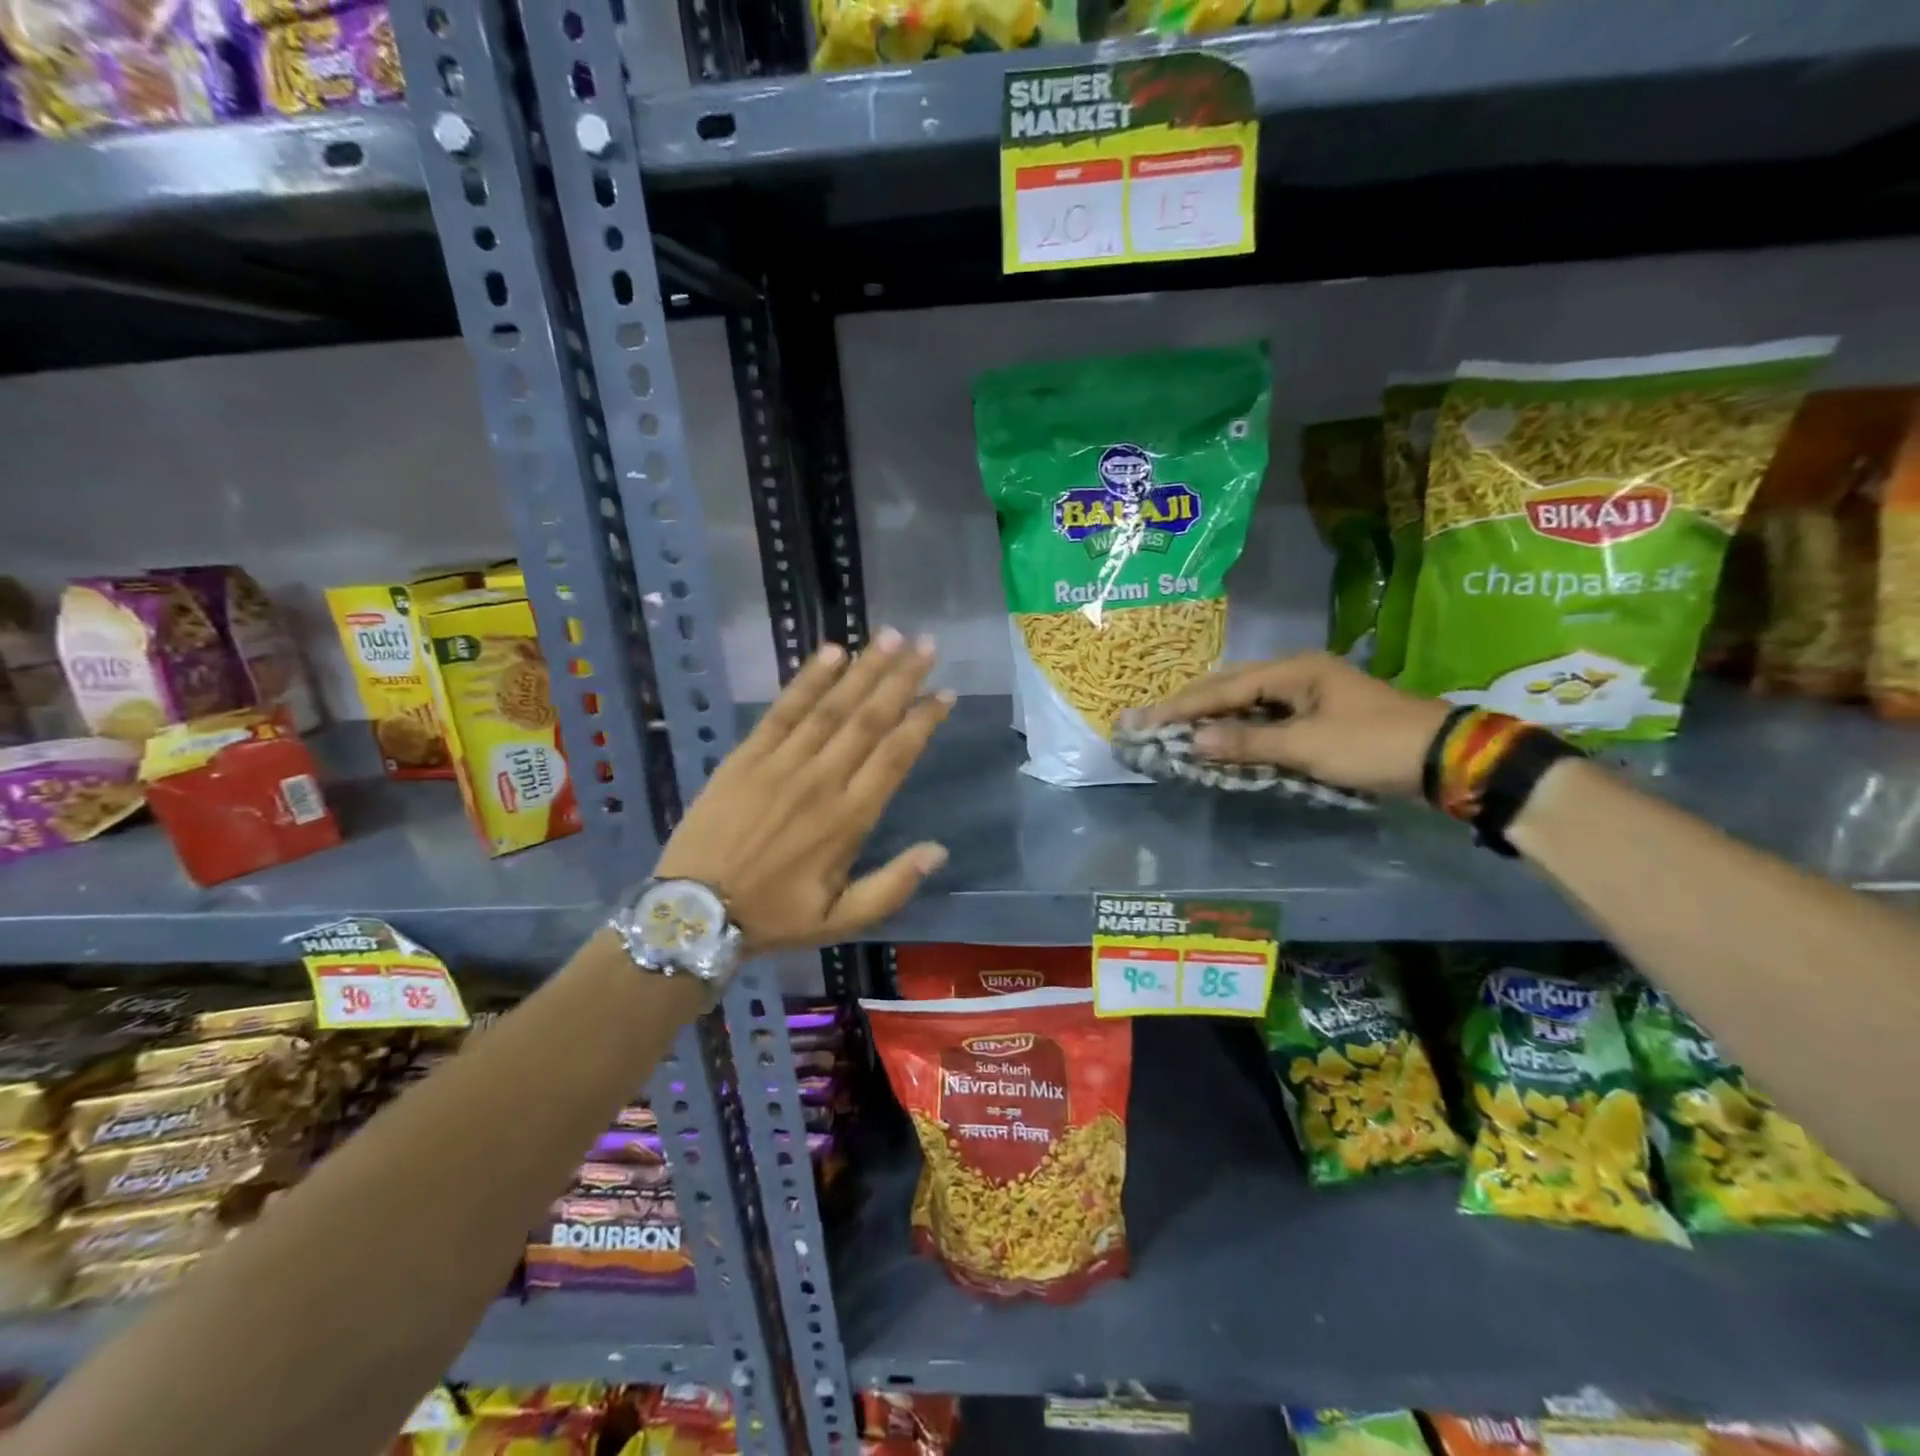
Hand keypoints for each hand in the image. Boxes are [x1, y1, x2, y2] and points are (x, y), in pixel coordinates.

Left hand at [654, 628, 953, 952]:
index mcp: (849, 819)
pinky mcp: (746, 756)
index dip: (923, 720)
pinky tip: (832, 653)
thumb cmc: (774, 916)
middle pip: (869, 719)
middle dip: (901, 679)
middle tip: (926, 644)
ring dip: (863, 668)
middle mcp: (821, 781)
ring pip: (831, 707)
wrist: (694, 913)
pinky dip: (808, 680)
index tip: (945, 692)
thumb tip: (939, 850)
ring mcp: (781, 764)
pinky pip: (783, 710)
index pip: (896, 756)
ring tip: (890, 636)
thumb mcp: (841, 920)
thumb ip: (892, 885)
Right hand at [1126, 651, 1450, 798]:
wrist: (1445, 759)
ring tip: (1177, 728)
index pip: (1224, 688)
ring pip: (1248, 701)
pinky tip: (1222, 738)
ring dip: (1214, 716)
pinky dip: (1240, 728)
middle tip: (1153, 721)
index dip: (1183, 706)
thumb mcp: (1307, 746)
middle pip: (1231, 686)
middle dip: (1192, 706)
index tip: (1146, 720)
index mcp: (1293, 670)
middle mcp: (1297, 673)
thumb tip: (1194, 741)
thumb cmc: (1372, 745)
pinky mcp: (1319, 714)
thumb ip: (1248, 743)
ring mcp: (1310, 693)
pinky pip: (1266, 716)